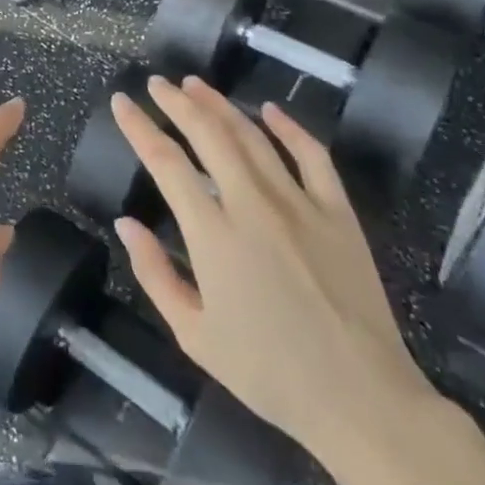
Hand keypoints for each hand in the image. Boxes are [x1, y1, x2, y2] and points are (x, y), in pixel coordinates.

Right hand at [110, 77, 432, 463]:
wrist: (362, 401)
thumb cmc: (269, 372)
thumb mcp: (194, 335)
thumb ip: (154, 274)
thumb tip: (126, 223)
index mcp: (213, 234)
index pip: (165, 162)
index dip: (139, 126)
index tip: (122, 102)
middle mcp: (252, 205)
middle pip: (208, 134)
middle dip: (177, 102)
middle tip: (157, 83)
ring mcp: (300, 204)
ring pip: (253, 136)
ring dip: (220, 105)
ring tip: (196, 85)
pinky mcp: (338, 213)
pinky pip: (313, 156)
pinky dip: (290, 128)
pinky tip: (270, 110)